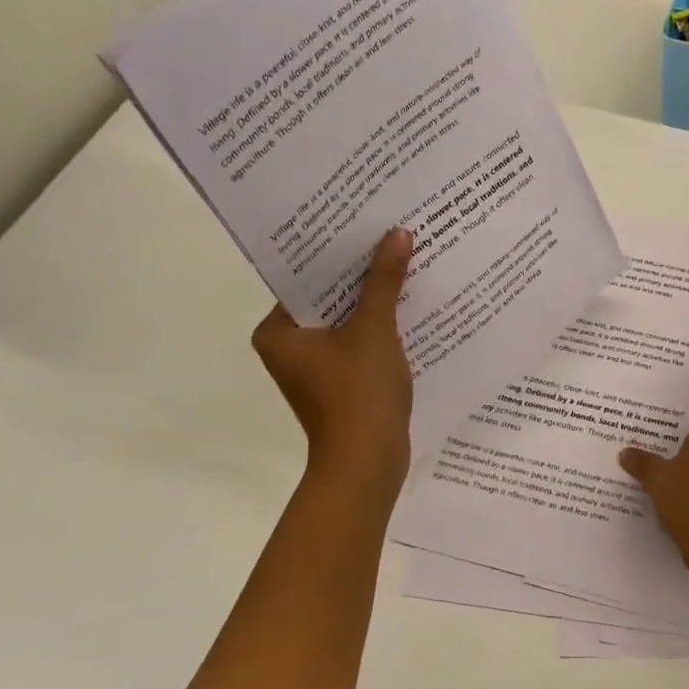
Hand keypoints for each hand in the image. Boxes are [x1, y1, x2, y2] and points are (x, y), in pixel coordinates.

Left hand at [253, 228, 413, 492]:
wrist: (367, 462)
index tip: (366, 225)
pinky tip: (410, 308)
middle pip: (328, 297)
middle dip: (361, 274)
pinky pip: (358, 342)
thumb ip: (383, 281)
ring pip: (346, 320)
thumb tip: (398, 234)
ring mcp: (314, 367)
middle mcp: (288, 346)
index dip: (338, 252)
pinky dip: (379, 328)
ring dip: (373, 300)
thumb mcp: (374, 329)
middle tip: (391, 238)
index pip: (306, 277)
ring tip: (406, 265)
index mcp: (278, 331)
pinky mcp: (339, 383)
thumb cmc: (359, 392)